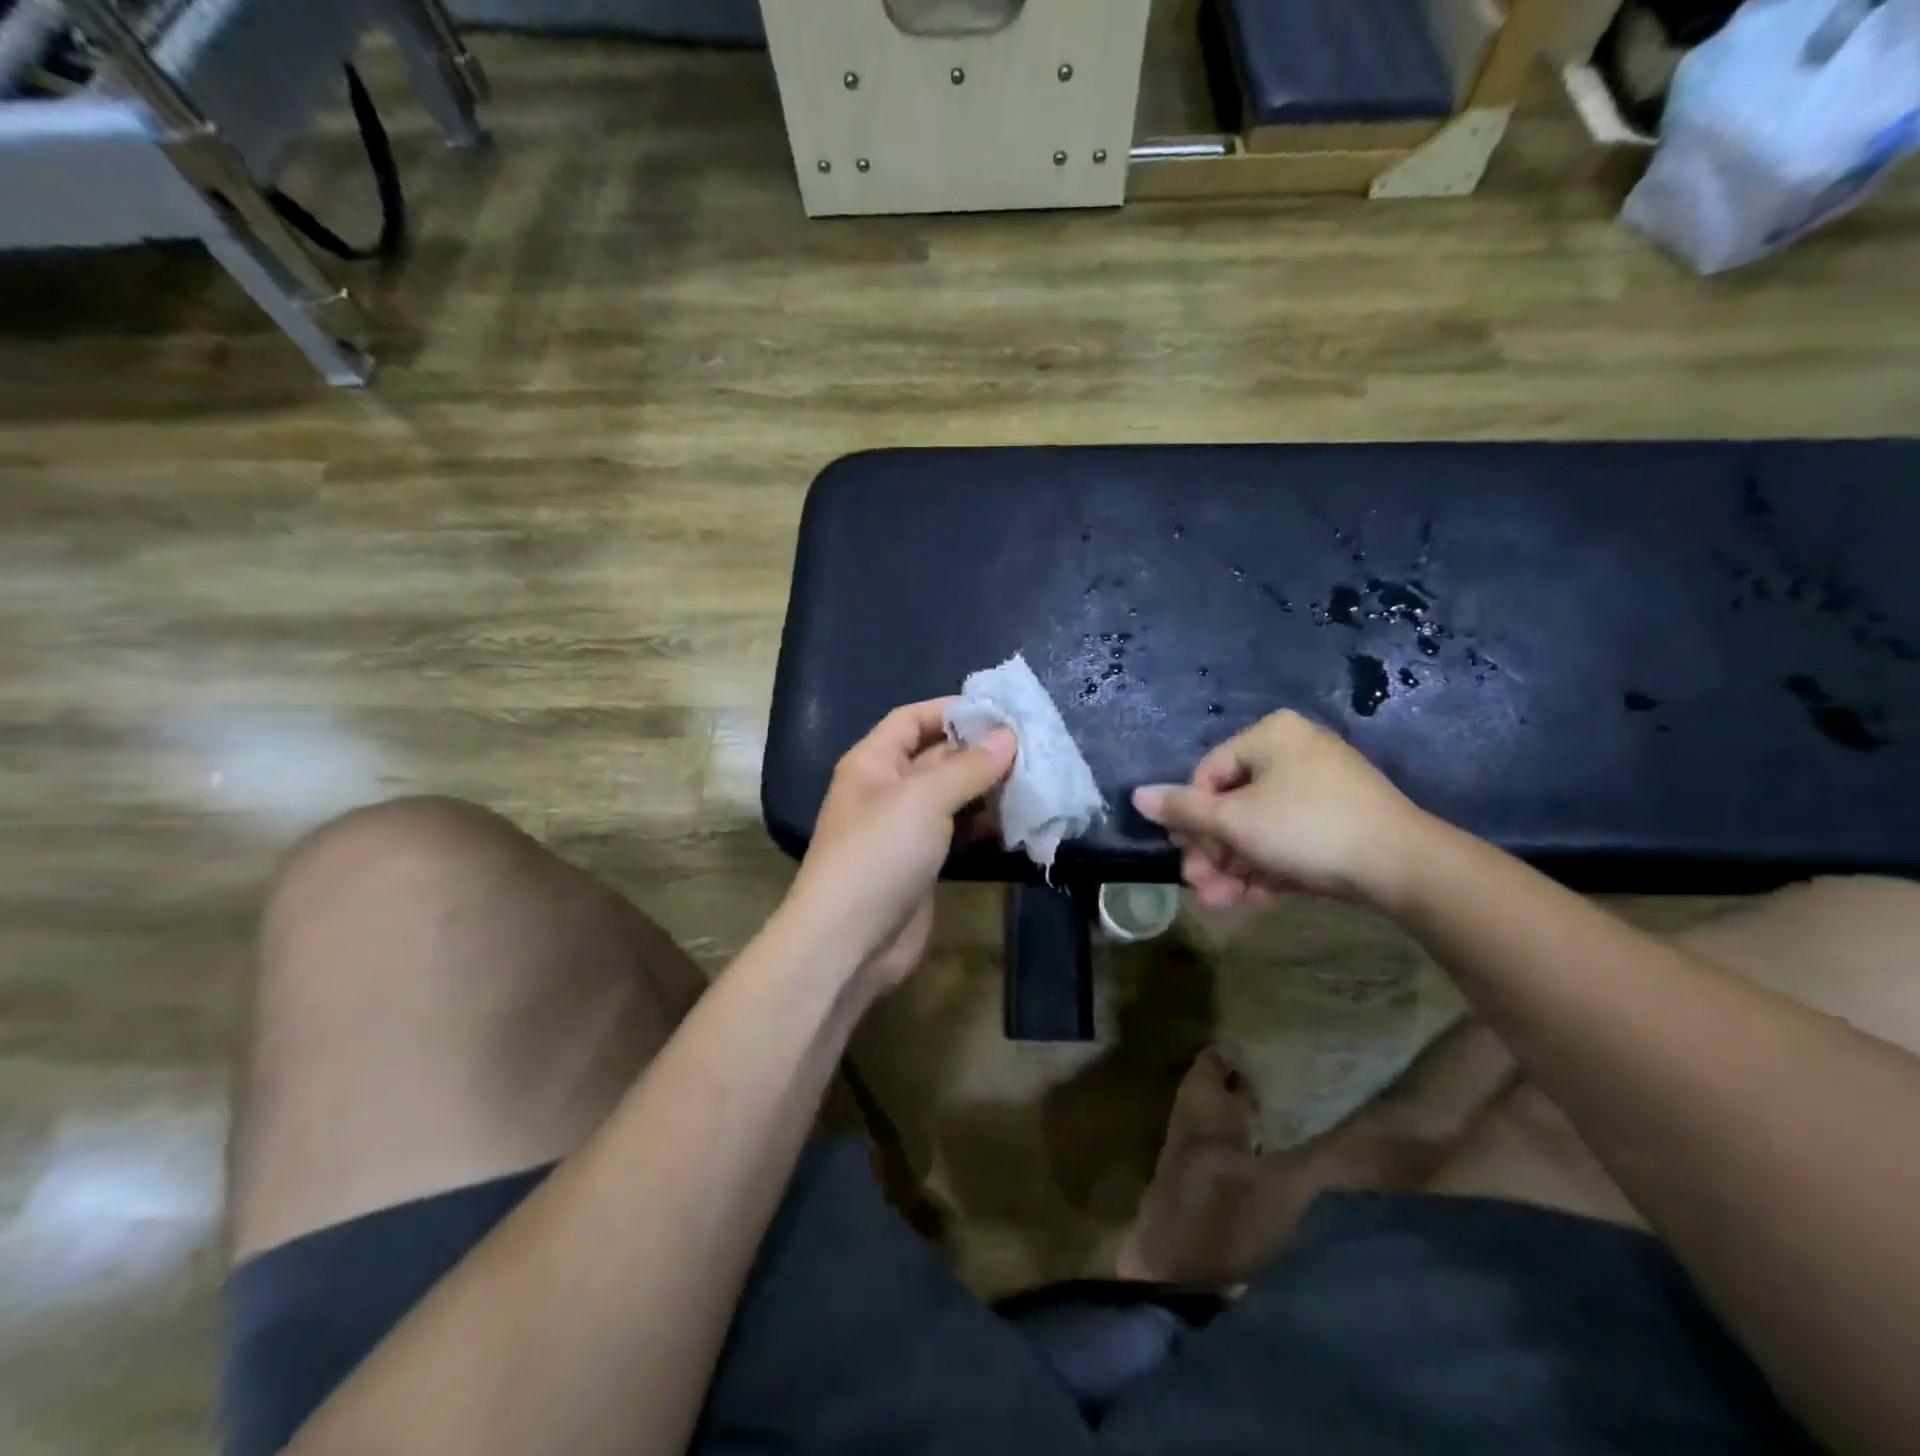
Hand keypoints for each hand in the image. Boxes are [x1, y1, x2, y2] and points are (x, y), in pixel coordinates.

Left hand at [784, 699, 1015, 994]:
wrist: (850, 941)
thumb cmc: (879, 853)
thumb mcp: (924, 798)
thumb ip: (969, 767)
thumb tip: (1008, 736)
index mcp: (873, 763)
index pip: (911, 719)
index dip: (950, 710)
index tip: (999, 711)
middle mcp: (887, 790)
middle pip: (936, 757)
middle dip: (979, 752)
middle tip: (1031, 749)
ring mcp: (905, 829)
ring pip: (951, 797)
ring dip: (987, 790)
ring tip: (1032, 782)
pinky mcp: (922, 863)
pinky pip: (956, 832)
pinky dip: (983, 825)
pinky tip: (1016, 822)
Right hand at [1132, 710, 1428, 909]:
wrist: (1404, 866)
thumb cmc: (1306, 828)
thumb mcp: (1234, 820)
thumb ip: (1182, 809)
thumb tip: (1136, 795)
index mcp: (1270, 736)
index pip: (1208, 773)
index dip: (1191, 818)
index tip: (1184, 856)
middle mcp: (1295, 751)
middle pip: (1233, 804)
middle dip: (1214, 852)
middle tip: (1202, 888)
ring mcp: (1322, 786)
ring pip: (1260, 827)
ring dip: (1236, 867)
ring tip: (1224, 904)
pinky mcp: (1341, 819)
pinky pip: (1290, 838)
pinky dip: (1270, 867)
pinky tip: (1257, 900)